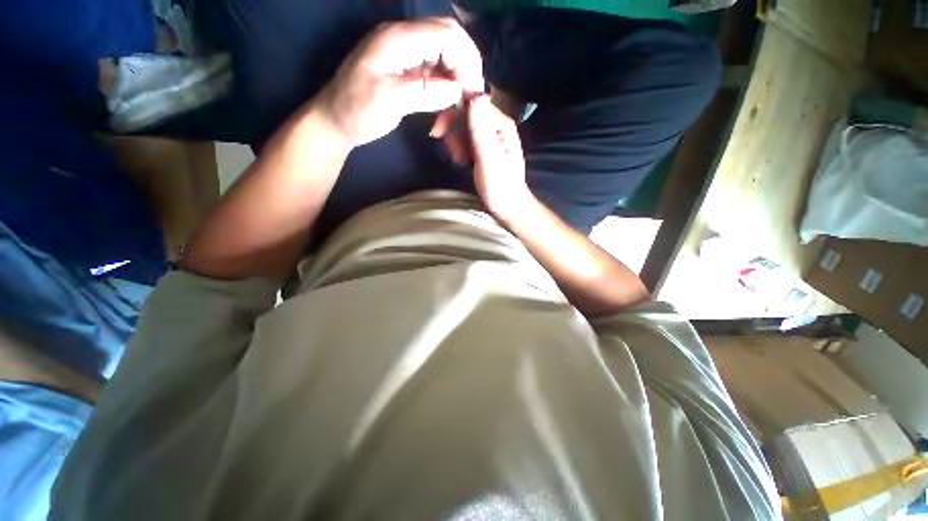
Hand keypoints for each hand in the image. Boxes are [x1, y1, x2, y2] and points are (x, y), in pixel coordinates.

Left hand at [317, 18, 483, 146]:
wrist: (336, 121)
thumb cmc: (357, 110)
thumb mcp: (388, 100)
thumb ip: (424, 92)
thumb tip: (457, 90)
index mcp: (399, 39)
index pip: (446, 34)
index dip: (466, 60)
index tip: (470, 93)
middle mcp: (405, 40)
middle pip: (450, 40)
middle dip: (466, 69)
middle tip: (470, 99)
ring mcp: (407, 55)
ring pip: (446, 58)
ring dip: (456, 83)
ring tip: (457, 110)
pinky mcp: (408, 71)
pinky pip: (436, 75)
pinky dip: (445, 92)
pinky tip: (444, 111)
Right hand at [465, 95, 534, 222]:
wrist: (508, 207)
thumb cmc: (500, 187)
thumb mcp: (489, 160)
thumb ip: (481, 130)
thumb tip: (474, 96)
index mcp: (501, 124)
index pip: (472, 103)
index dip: (453, 113)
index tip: (439, 132)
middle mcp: (496, 125)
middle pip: (466, 113)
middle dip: (453, 131)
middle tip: (453, 153)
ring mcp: (490, 136)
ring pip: (464, 126)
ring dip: (455, 141)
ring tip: (459, 160)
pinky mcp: (484, 147)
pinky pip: (466, 138)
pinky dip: (459, 147)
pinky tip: (461, 160)